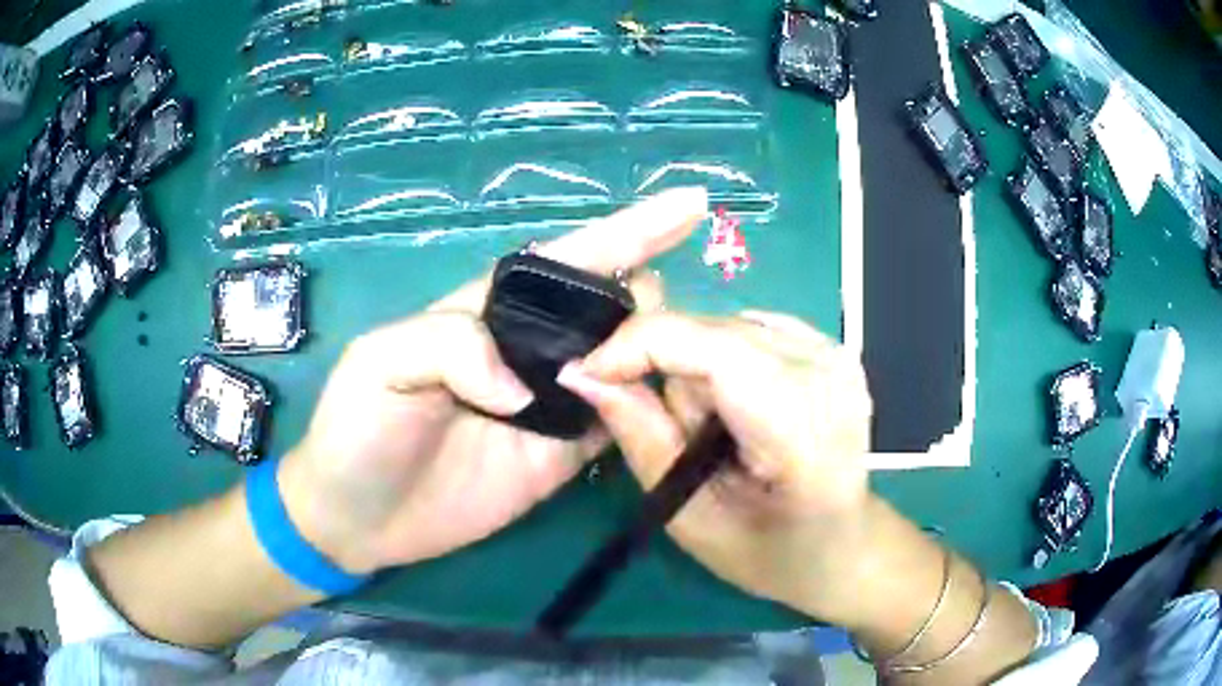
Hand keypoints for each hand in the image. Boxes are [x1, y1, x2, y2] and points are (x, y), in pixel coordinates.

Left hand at [278, 188, 708, 576]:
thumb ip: (447, 348)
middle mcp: (528, 349)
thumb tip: (527, 385)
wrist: (357, 517)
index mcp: (490, 311)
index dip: (630, 229)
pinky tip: (677, 406)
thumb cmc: (356, 430)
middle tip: (673, 325)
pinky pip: (615, 426)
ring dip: (659, 353)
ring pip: (622, 363)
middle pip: (608, 307)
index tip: (691, 206)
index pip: (569, 260)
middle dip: (651, 299)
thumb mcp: (380, 365)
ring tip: (694, 358)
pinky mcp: (561, 459)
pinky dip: (647, 412)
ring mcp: (550, 406)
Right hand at [556, 311, 874, 624]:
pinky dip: (722, 362)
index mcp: (805, 434)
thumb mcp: (692, 517)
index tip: (587, 372)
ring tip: (713, 430)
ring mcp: (834, 352)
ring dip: (697, 370)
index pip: (715, 350)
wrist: (843, 543)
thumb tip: (581, 371)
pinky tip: (739, 409)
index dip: (638, 345)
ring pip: (723, 325)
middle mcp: (828, 374)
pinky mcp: (828, 343)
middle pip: (712, 331)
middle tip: (677, 434)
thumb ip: (641, 436)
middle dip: (669, 371)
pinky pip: (745, 327)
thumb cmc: (770, 552)